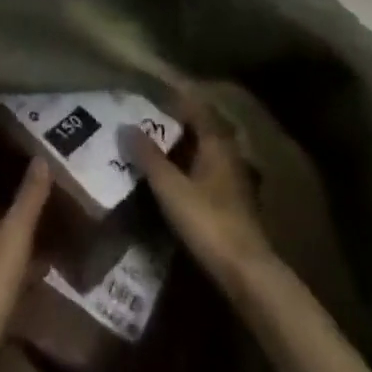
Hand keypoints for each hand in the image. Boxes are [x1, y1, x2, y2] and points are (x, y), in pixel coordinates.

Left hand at [0, 160, 51, 365]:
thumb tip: (40, 158)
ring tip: (40, 221)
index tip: (5, 155)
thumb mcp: (15, 235)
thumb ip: (28, 198)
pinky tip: (39, 267)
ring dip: (11, 228)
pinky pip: (0, 267)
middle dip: (2, 195)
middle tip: (29, 185)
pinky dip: (17, 260)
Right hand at [121, 95, 272, 292]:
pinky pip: (209, 175)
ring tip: (156, 152)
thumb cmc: (207, 221)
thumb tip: (124, 126)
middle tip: (148, 125)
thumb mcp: (170, 187)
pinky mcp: (236, 205)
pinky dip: (191, 171)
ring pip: (206, 154)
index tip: (151, 98)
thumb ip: (148, 156)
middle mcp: (230, 154)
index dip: (176, 101)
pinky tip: (175, 183)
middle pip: (202, 130)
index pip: (197, 108)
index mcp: (217, 142)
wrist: (246, 273)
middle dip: (177, 126)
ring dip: (184, 150)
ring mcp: (236, 181)